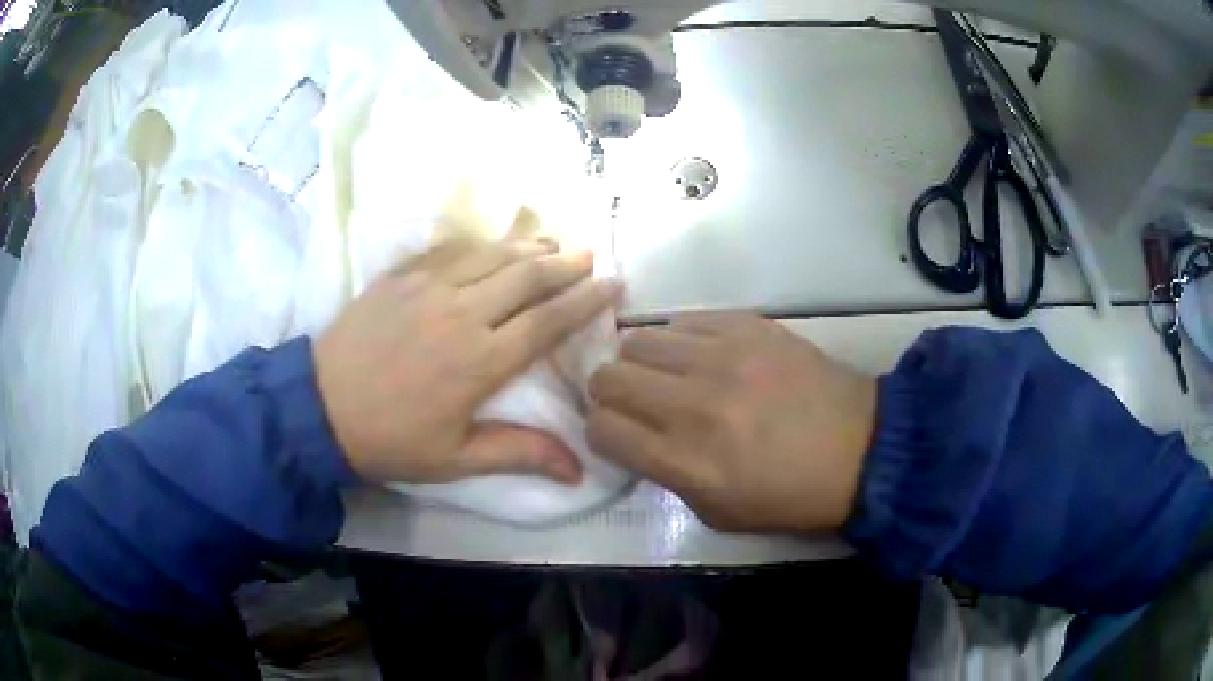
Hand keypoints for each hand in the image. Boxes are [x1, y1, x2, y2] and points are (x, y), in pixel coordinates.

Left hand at [314, 236, 620, 483]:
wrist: (320, 410)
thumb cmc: (391, 440)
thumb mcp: (455, 460)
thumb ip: (519, 454)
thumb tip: (578, 471)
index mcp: (481, 361)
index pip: (548, 322)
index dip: (585, 301)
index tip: (613, 284)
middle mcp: (462, 313)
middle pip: (527, 278)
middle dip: (566, 265)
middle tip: (591, 256)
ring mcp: (428, 287)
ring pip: (492, 255)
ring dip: (528, 246)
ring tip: (553, 243)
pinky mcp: (400, 276)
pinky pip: (450, 248)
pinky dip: (480, 242)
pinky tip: (493, 242)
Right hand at [587, 312, 875, 532]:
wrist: (861, 448)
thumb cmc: (790, 495)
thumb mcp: (717, 513)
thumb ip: (667, 476)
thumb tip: (637, 438)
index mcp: (687, 461)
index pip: (602, 429)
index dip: (601, 432)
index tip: (617, 434)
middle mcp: (695, 404)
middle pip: (608, 378)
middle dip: (611, 394)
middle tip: (635, 403)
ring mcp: (723, 357)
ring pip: (638, 341)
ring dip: (642, 363)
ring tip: (669, 376)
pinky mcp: (748, 326)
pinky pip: (684, 320)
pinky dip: (681, 340)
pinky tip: (702, 356)